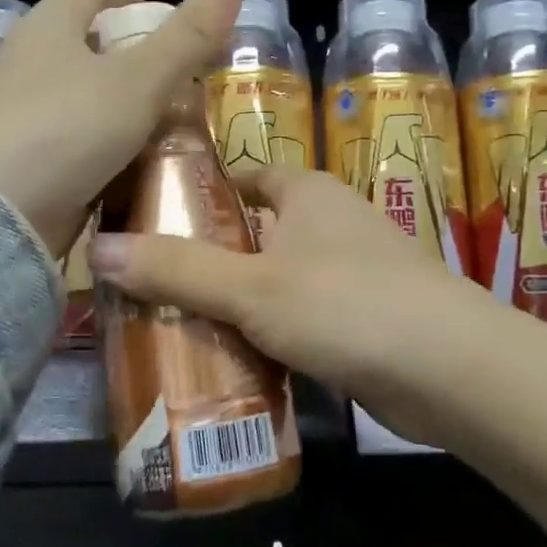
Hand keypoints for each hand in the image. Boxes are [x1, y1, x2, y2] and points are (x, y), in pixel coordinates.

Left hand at [0, 0, 249, 257]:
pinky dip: (114, 131)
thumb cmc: (66, 128)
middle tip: (173, 39)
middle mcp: (30, 64)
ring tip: (168, 94)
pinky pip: (81, 132)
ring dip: (124, 87)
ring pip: (83, 88)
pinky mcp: (28, 160)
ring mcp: (24, 115)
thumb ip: (191, 31)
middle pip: (83, 34)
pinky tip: (141, 147)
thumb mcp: (140, 77)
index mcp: (49, 28)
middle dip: (129, 32)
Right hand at [88, 164, 494, 448]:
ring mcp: (354, 271)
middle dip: (213, 255)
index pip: (247, 176)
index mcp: (308, 193)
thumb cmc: (345, 305)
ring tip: (180, 327)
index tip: (156, 220)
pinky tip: (238, 362)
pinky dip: (273, 333)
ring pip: (280, 277)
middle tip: (154, 285)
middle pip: (259, 230)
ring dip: (240, 300)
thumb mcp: (251, 287)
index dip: (204, 192)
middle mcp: (333, 222)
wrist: (450, 369)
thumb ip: (176, 269)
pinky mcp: (366, 318)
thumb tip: (96, 249)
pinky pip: (303, 317)